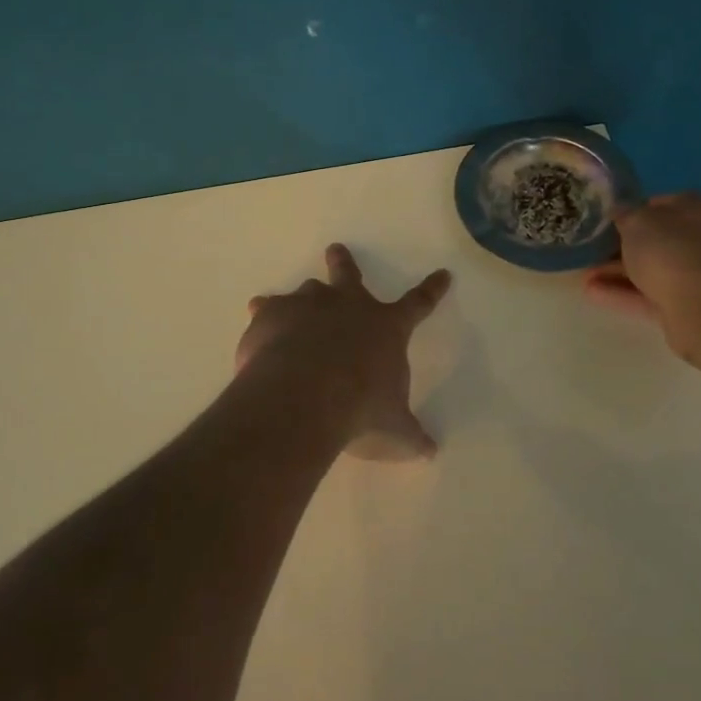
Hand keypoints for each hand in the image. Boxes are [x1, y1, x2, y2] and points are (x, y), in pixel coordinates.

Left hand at [237, 244, 452, 460]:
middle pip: (349, 275)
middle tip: (336, 249)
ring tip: (286, 306)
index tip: (443, 274)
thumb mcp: (393, 430)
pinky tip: (257, 321)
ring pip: (306, 290)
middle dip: (344, 263)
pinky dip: (265, 314)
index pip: (419, 304)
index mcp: (386, 327)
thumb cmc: (360, 411)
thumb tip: (430, 451)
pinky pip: (268, 309)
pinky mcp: (273, 315)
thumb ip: (410, 436)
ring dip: (301, 298)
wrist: (305, 398)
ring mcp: (308, 306)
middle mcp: (348, 307)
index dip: (432, 290)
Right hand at [584, 193, 700, 362]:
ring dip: (620, 273)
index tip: (611, 221)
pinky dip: (626, 294)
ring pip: (655, 270)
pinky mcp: (693, 306)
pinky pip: (654, 295)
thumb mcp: (637, 221)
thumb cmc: (671, 250)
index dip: (636, 211)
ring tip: (585, 276)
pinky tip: (594, 294)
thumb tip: (620, 212)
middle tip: (595, 251)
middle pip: (660, 241)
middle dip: (625, 247)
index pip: (666, 204)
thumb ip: (625, 214)